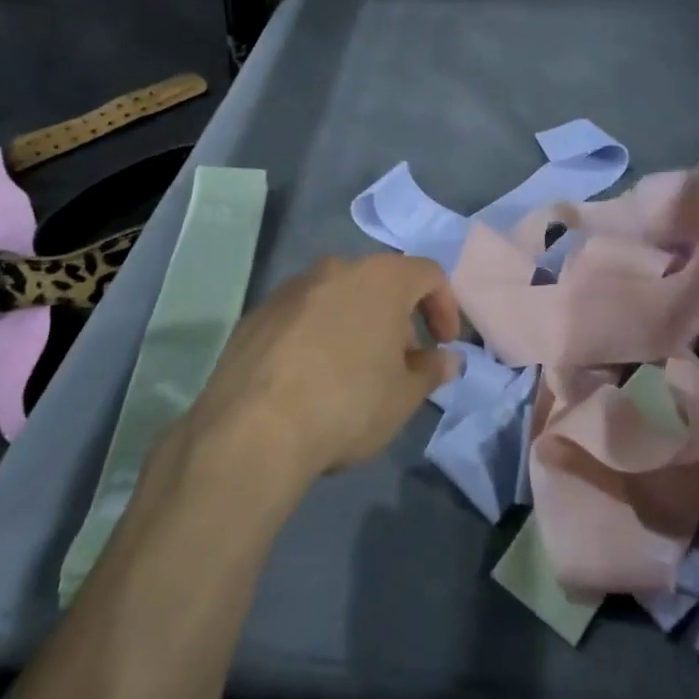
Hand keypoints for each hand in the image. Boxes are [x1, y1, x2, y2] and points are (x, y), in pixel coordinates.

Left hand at [185, 254, 463, 488]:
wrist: (251, 430)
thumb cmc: (346, 404)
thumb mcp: (403, 397)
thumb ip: (431, 371)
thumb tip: (447, 359)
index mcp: (381, 278)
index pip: (429, 274)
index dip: (445, 307)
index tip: (444, 345)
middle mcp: (336, 268)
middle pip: (381, 283)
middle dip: (398, 320)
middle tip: (400, 364)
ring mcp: (291, 288)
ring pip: (339, 297)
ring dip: (356, 325)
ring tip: (354, 374)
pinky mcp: (256, 313)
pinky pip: (302, 316)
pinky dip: (317, 335)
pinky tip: (310, 380)